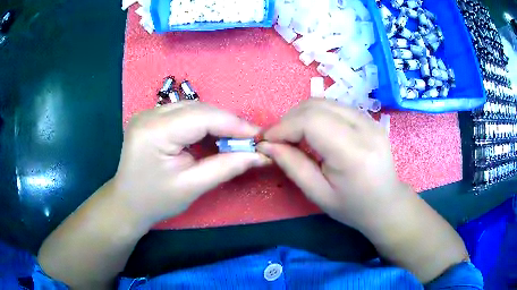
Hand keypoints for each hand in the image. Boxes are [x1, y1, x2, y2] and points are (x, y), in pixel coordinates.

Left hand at [113, 102, 269, 225]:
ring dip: (216, 122)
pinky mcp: (150, 117)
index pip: (202, 117)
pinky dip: (202, 123)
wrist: (127, 203)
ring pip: (192, 108)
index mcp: (154, 131)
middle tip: (248, 140)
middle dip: (227, 123)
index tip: (258, 136)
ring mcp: (147, 113)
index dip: (234, 124)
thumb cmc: (155, 201)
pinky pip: (183, 113)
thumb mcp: (192, 187)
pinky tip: (212, 136)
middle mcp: (149, 114)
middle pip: (198, 109)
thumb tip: (259, 156)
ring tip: (233, 140)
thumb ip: (226, 167)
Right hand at [257, 99, 407, 229]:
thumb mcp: (318, 194)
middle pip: (317, 106)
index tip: (266, 140)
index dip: (284, 127)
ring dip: (301, 115)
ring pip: (325, 102)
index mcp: (354, 153)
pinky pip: (335, 107)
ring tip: (293, 136)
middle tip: (278, 139)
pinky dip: (316, 115)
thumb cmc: (353, 207)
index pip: (311, 122)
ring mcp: (370, 120)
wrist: (386, 203)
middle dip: (289, 119)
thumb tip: (267, 145)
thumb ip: (292, 166)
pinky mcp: (370, 118)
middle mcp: (365, 128)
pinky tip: (313, 132)